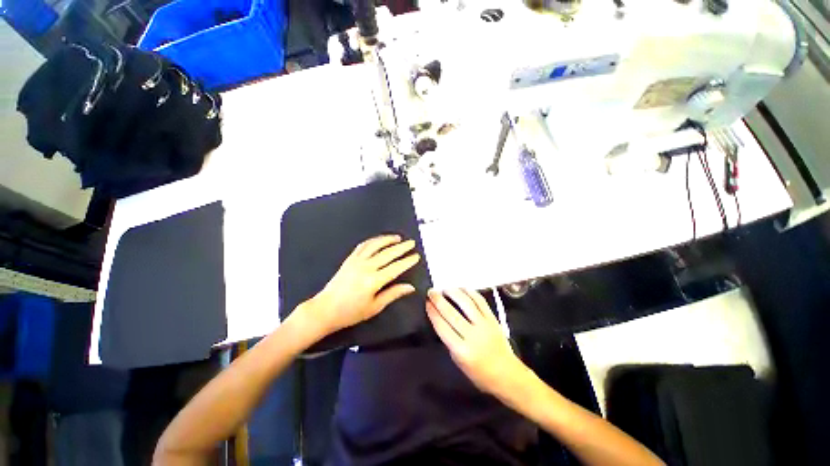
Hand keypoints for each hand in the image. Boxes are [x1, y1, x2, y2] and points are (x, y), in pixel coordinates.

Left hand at [307, 235, 420, 336]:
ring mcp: (356, 261)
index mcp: (373, 281)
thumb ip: (393, 294)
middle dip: (402, 247)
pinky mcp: (349, 259)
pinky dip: (373, 241)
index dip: (407, 261)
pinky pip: (363, 246)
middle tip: (411, 243)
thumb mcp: (374, 307)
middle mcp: (366, 267)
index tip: (415, 256)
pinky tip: (379, 240)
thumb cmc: (350, 312)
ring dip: (388, 240)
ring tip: (398, 238)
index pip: (396, 267)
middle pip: (388, 253)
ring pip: (375, 245)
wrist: (324, 309)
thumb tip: (409, 287)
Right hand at [427, 289, 528, 396]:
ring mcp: (484, 325)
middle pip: (451, 313)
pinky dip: (470, 293)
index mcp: (461, 350)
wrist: (507, 375)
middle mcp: (472, 336)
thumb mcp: (458, 362)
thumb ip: (449, 340)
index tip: (426, 302)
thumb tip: (440, 319)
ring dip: (453, 293)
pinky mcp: (493, 319)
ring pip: (466, 303)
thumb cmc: (479, 373)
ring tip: (445, 288)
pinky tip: (462, 289)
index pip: (442, 326)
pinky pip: (480, 301)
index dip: (432, 312)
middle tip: (431, 292)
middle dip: (438, 300)